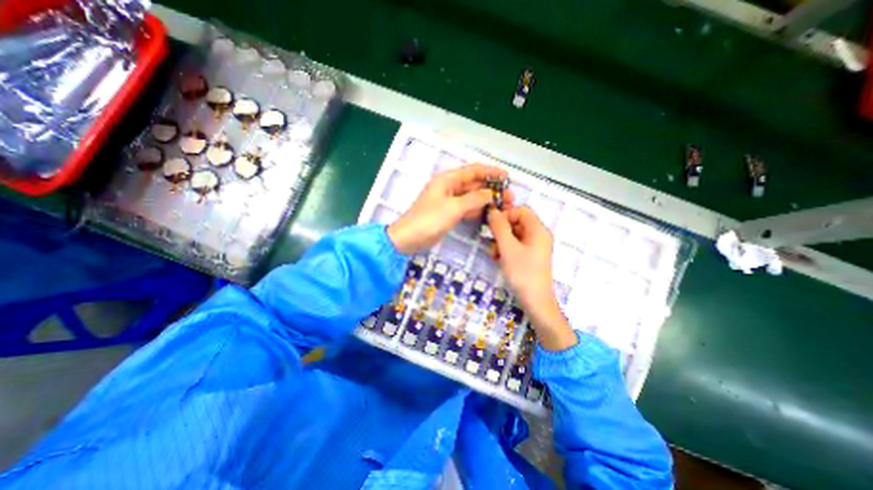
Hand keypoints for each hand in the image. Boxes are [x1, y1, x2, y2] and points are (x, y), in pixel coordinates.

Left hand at [388, 165, 513, 254]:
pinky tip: (489, 214)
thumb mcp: (453, 207)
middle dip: (491, 189)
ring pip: (472, 197)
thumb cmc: (429, 219)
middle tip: (509, 197)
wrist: (409, 238)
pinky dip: (477, 210)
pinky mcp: (449, 213)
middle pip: (474, 184)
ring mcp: (449, 201)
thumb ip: (474, 199)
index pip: (473, 171)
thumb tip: (491, 194)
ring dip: (486, 200)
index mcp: (447, 179)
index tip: (507, 176)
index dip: (490, 172)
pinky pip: (467, 208)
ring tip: (503, 206)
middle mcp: (449, 187)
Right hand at [488, 207, 577, 352]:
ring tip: (494, 255)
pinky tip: (498, 259)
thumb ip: (499, 227)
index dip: (505, 214)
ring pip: (513, 235)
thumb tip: (491, 210)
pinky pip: (515, 246)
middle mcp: (538, 235)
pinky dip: (505, 250)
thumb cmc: (522, 272)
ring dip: (500, 242)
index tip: (493, 225)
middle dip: (501, 231)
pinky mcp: (529, 257)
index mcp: (538, 230)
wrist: (535, 301)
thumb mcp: (508, 248)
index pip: (521, 210)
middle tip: (491, 241)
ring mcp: (534, 247)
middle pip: (516, 222)